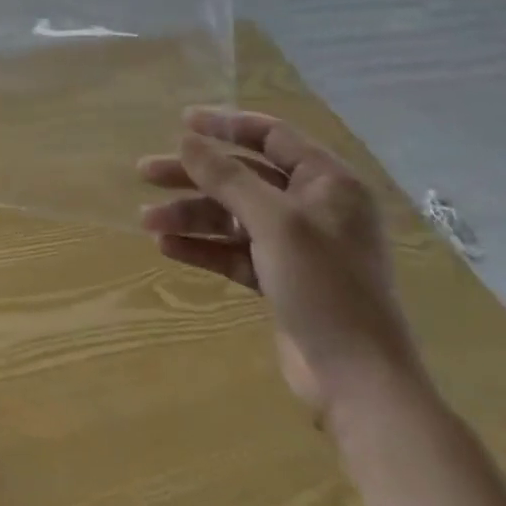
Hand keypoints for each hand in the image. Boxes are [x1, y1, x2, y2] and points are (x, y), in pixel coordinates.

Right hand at [139, 108, 423, 423]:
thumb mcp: (274, 222)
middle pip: (243, 176)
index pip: (272, 136)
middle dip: (194, 175)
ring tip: (147, 220)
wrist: (358, 382)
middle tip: (146, 172)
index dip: (225, 126)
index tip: (181, 122)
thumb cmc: (325, 286)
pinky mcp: (281, 279)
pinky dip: (203, 247)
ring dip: (191, 215)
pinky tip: (167, 247)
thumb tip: (186, 140)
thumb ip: (227, 177)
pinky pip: (234, 250)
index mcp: (328, 183)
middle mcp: (314, 207)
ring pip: (233, 215)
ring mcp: (297, 246)